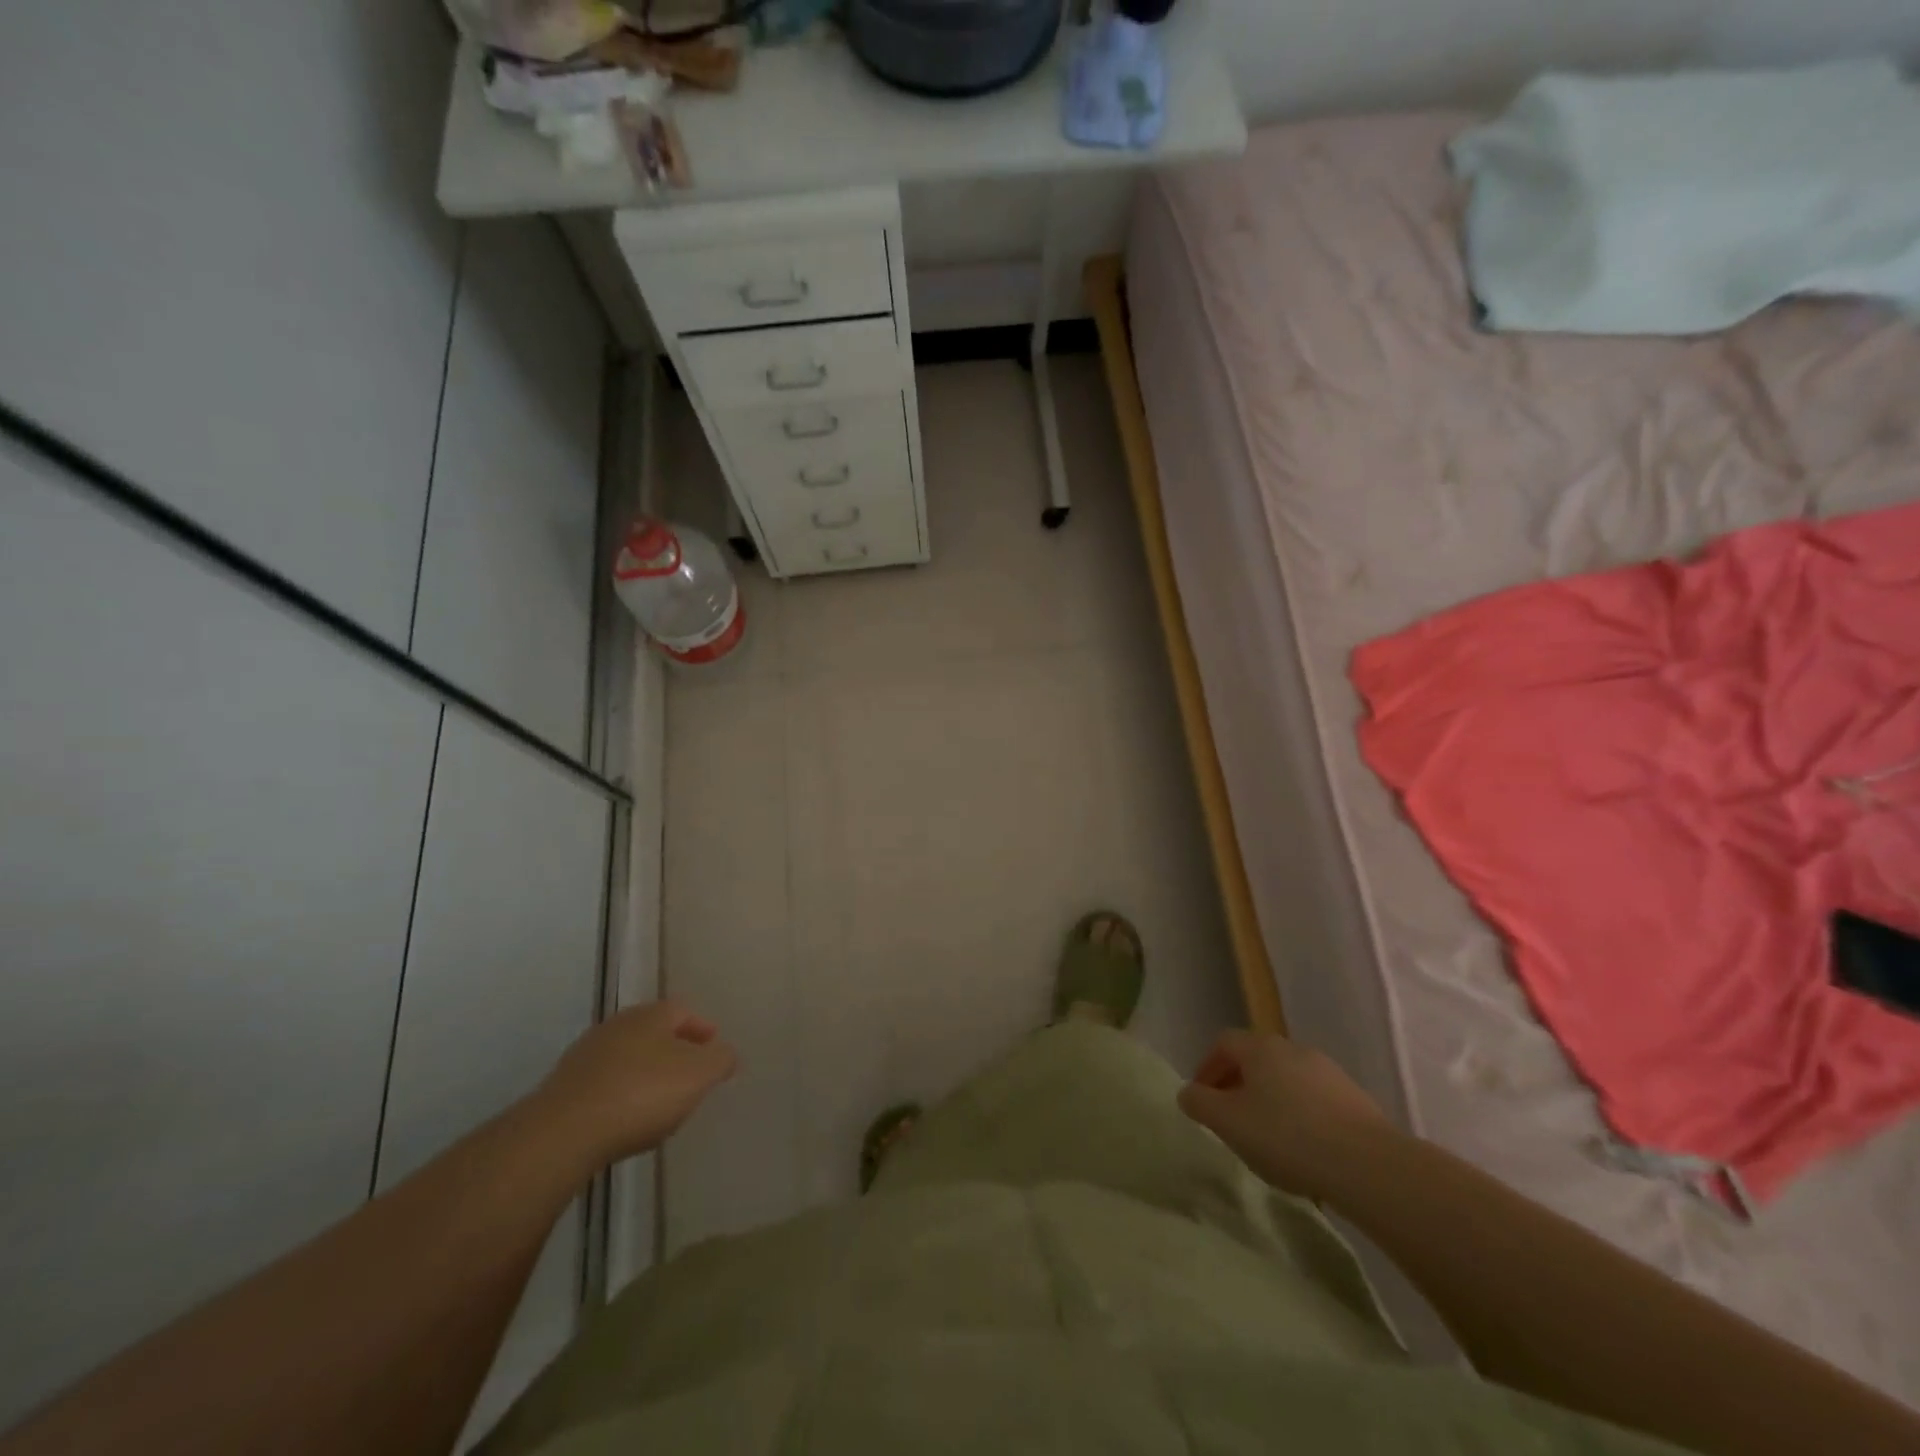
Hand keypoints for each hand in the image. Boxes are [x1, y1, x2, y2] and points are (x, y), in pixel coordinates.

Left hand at [530, 1000, 737, 1167]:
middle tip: (690, 1074)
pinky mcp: (563, 1088)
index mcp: (651, 1015)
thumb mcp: (698, 1075)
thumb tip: (726, 1054)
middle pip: (653, 1031)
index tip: (714, 1050)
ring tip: (659, 1100)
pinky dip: (620, 1093)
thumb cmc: (641, 1094)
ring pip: (626, 1056)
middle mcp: (617, 1025)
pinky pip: (603, 1083)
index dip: (702, 1028)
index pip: (683, 1010)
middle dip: (674, 1049)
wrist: (562, 1133)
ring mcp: (585, 1055)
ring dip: (645, 1071)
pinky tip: (625, 1118)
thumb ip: (720, 1060)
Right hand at [1178, 1031, 1399, 1200]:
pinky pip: (1314, 1100)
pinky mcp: (1355, 1099)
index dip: (1207, 1067)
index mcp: (1260, 1047)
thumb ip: (1199, 1103)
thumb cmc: (1287, 1136)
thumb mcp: (1228, 1123)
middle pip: (1256, 1059)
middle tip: (1231, 1119)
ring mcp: (1328, 1072)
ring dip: (1271, 1100)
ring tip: (1267, 1139)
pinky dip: (1300, 1116)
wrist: (1369, 1165)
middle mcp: (1293, 1049)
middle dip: (1238, 1084)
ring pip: (1286, 1079)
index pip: (1223, 1043)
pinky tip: (1304, 1150)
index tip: (1203, 1099)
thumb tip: (1188, 1092)